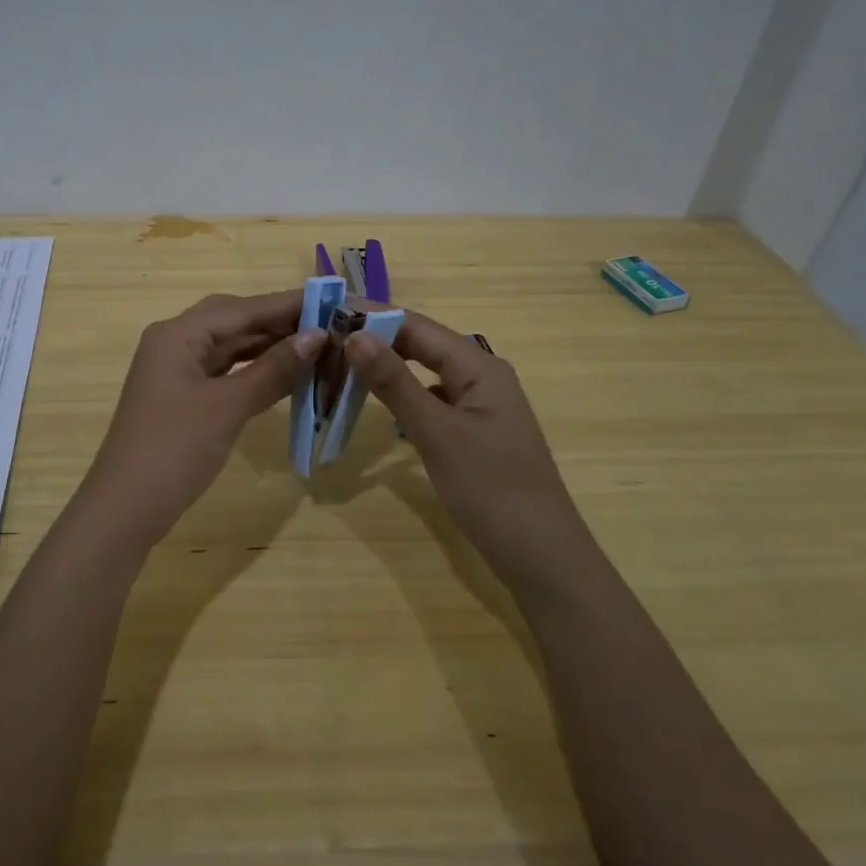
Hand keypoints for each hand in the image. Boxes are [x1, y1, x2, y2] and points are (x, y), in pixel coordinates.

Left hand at [80, 291, 324, 540]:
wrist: (125, 508)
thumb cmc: (174, 450)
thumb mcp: (227, 407)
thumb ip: (273, 369)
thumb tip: (317, 337)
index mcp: (178, 334)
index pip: (242, 308)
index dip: (288, 305)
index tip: (334, 300)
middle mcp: (175, 342)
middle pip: (234, 321)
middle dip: (280, 323)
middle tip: (329, 326)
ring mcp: (176, 371)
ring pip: (230, 347)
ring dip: (269, 347)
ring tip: (316, 348)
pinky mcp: (182, 396)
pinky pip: (224, 372)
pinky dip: (254, 371)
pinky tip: (284, 374)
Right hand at [345, 314, 582, 586]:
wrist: (540, 555)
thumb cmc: (491, 489)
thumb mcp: (437, 433)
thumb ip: (395, 383)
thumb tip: (355, 336)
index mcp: (479, 367)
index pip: (418, 326)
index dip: (374, 315)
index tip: (328, 311)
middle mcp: (481, 376)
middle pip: (422, 345)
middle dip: (376, 339)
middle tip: (325, 339)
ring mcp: (478, 406)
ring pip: (425, 373)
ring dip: (386, 367)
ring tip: (341, 364)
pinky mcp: (472, 432)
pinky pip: (431, 400)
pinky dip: (401, 397)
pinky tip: (376, 402)